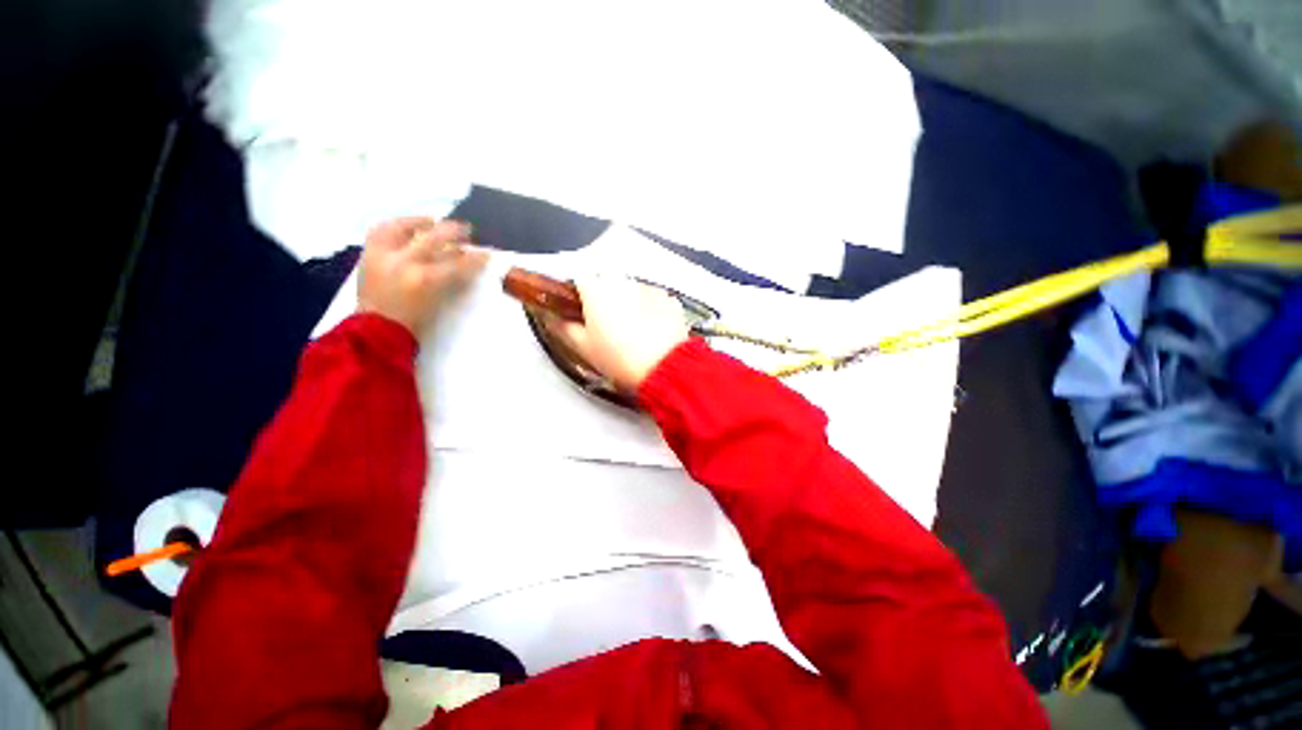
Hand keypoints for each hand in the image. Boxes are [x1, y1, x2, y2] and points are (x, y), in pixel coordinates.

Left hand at [358, 217, 486, 335]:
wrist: (378, 331)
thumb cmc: (414, 322)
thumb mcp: (439, 303)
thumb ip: (452, 281)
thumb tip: (465, 264)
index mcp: (426, 279)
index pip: (459, 263)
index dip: (476, 258)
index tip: (487, 255)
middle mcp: (405, 262)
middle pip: (435, 238)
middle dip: (454, 233)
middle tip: (466, 230)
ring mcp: (384, 256)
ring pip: (404, 228)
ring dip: (423, 223)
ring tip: (433, 221)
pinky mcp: (369, 255)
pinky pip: (382, 230)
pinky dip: (395, 226)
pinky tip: (406, 226)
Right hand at [546, 276, 689, 392]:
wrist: (665, 368)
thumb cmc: (620, 359)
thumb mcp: (583, 348)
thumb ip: (563, 328)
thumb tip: (552, 318)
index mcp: (597, 290)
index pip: (579, 277)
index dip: (578, 293)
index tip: (580, 308)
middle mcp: (622, 282)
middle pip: (607, 281)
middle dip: (604, 296)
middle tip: (606, 323)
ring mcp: (648, 288)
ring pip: (631, 288)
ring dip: (628, 301)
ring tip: (632, 329)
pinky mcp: (668, 299)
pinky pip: (652, 298)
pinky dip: (649, 308)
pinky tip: (651, 329)